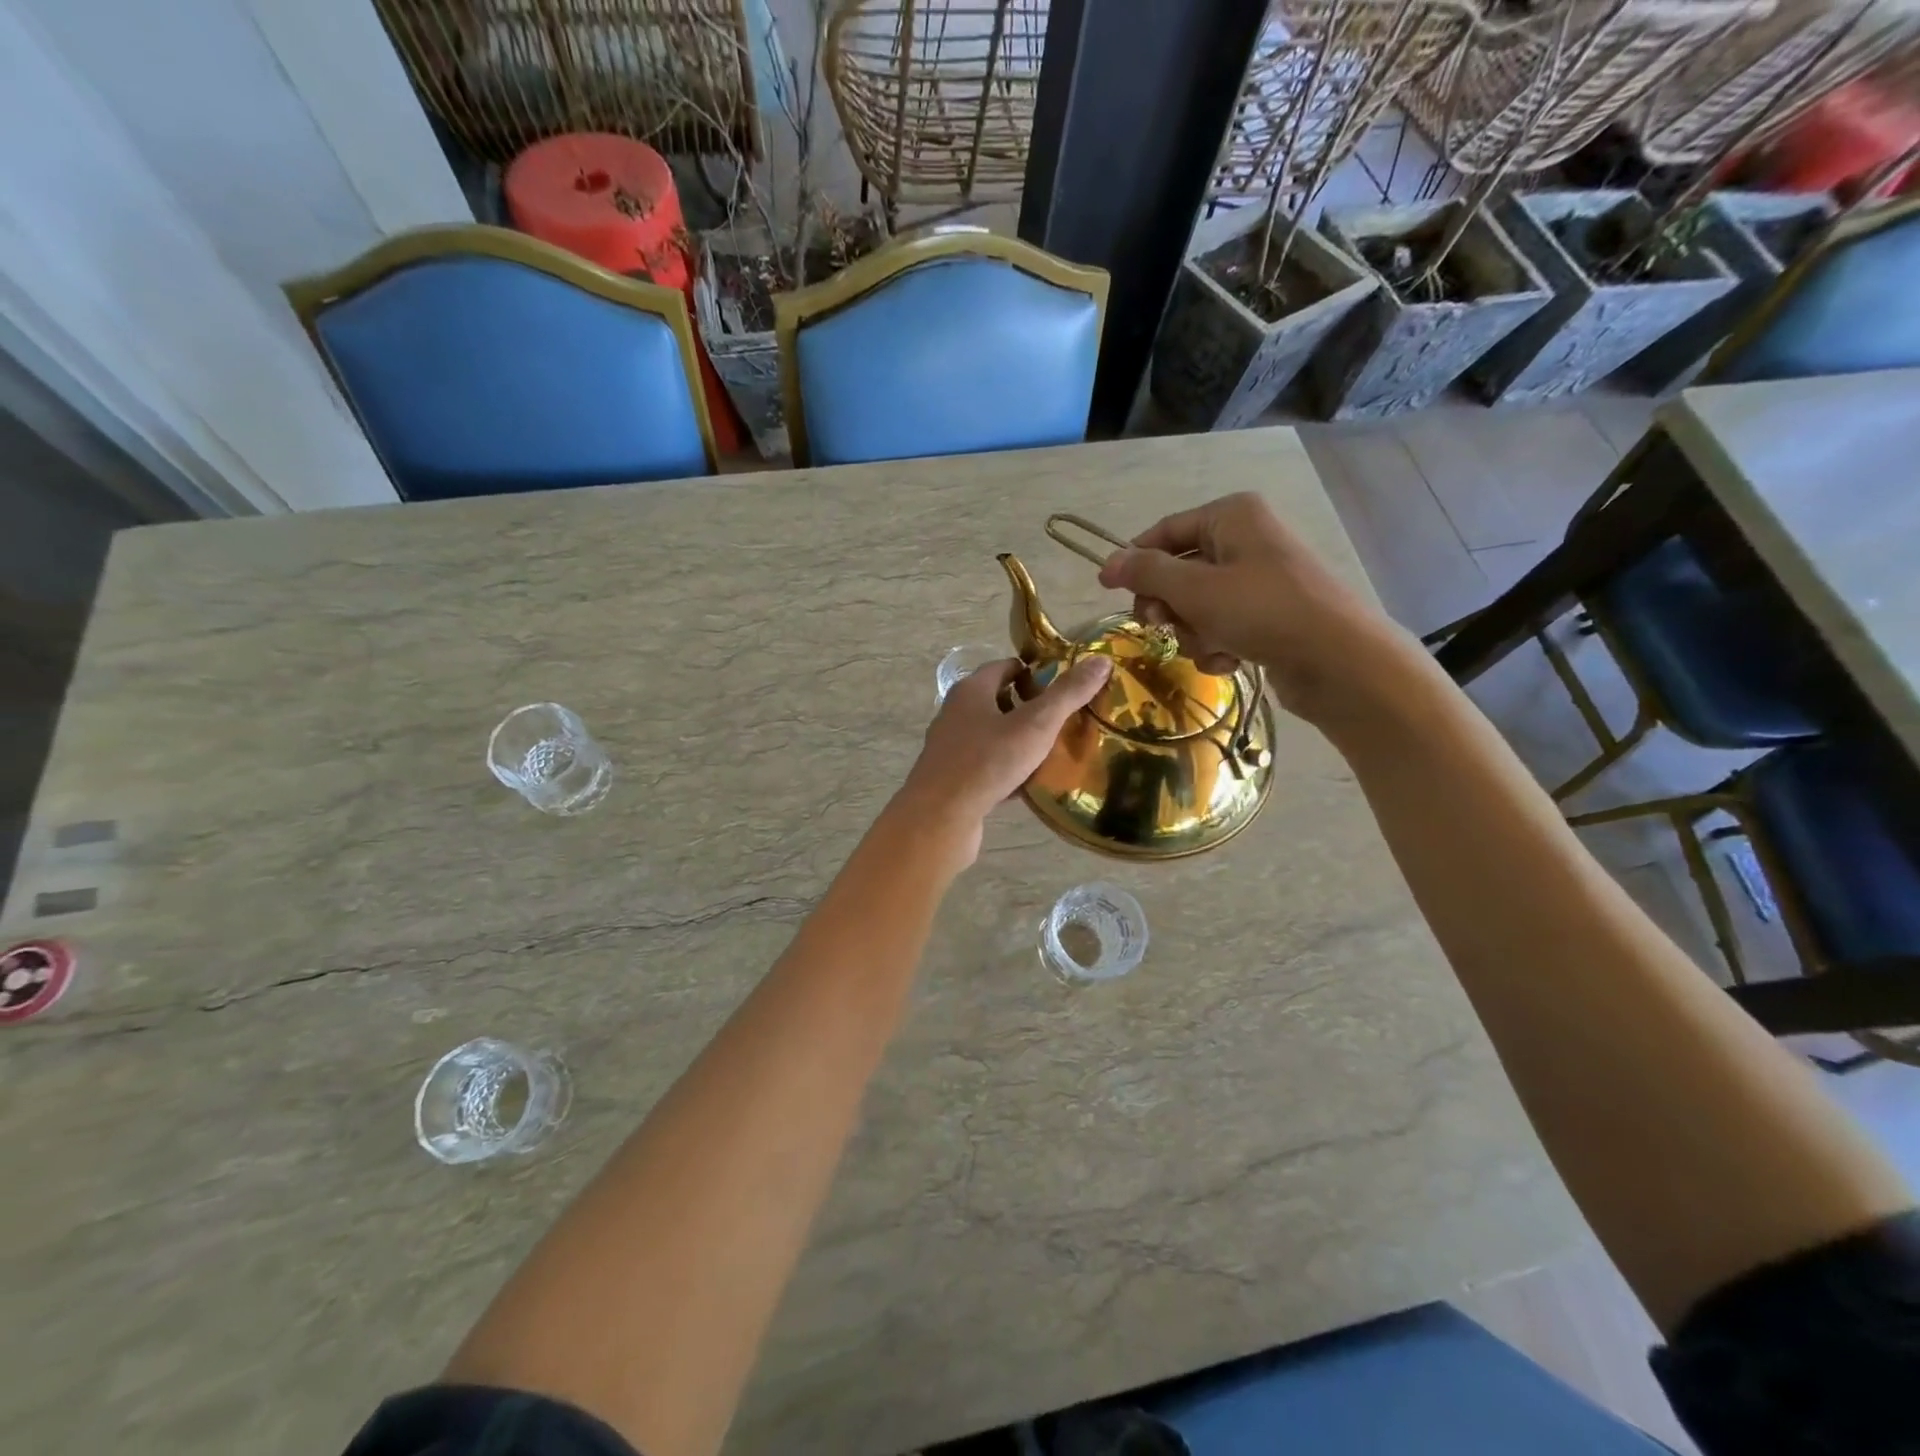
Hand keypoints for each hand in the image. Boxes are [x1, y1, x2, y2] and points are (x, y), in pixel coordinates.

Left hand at [895, 655, 1112, 860]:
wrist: (940, 817)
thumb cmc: (987, 761)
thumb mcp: (1036, 724)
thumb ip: (1068, 693)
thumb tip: (1101, 660)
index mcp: (971, 691)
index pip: (1005, 667)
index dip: (1035, 673)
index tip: (1064, 688)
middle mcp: (955, 713)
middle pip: (998, 702)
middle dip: (1030, 709)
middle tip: (1064, 721)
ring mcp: (951, 748)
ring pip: (993, 737)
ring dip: (1019, 742)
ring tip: (1053, 753)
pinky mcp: (952, 779)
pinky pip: (986, 767)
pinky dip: (1007, 772)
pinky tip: (1029, 785)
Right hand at [1096, 492, 1406, 723]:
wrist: (1337, 661)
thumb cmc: (1262, 611)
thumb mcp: (1195, 589)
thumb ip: (1147, 573)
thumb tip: (1108, 562)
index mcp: (1231, 516)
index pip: (1165, 531)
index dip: (1133, 559)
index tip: (1106, 588)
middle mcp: (1245, 540)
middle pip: (1178, 571)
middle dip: (1168, 605)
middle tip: (1159, 626)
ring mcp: (1258, 580)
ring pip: (1196, 605)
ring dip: (1192, 631)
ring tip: (1211, 646)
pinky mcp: (1267, 616)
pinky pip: (1221, 625)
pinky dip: (1216, 645)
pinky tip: (1229, 661)